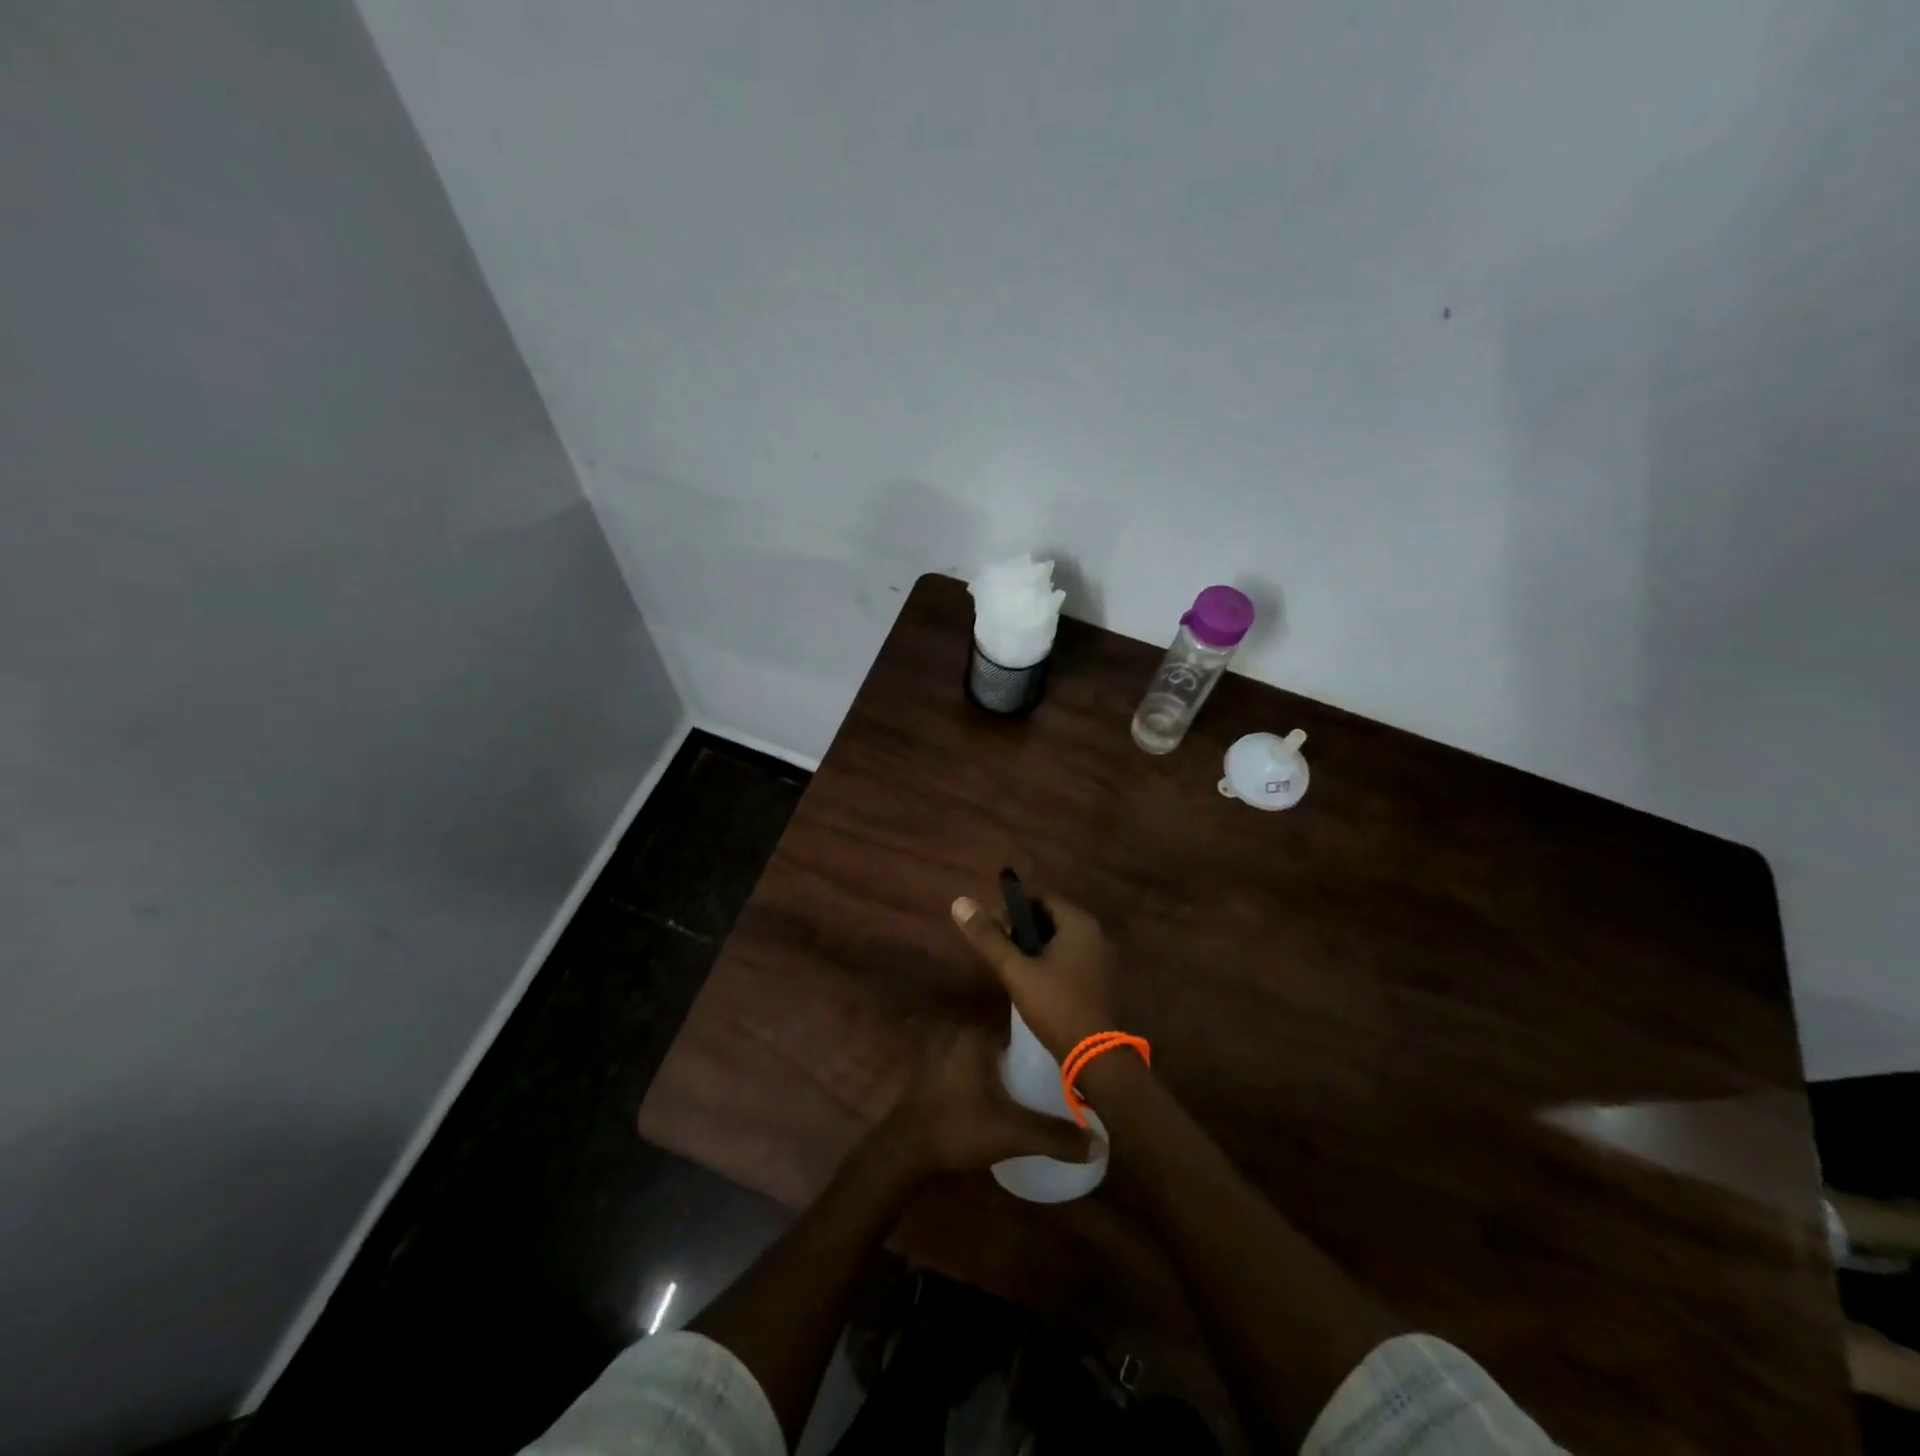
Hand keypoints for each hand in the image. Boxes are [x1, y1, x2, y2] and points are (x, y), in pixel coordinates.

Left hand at [879, 1028, 1095, 1174]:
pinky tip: (1009, 1096)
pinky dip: (993, 1075)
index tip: (1072, 1055)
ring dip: (1012, 1067)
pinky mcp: (937, 1068)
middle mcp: (961, 1032)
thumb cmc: (957, 1130)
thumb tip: (1100, 1144)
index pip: (1023, 1024)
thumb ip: (1055, 1136)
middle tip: (1062, 1075)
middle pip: (1008, 1039)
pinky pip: (976, 1064)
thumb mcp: (1012, 1134)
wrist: (903, 1153)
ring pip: (991, 1053)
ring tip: (1042, 1086)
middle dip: (1032, 1055)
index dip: (1048, 1038)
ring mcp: (945, 1049)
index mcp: (978, 1034)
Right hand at [950, 890, 1118, 1061]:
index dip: (1014, 908)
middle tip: (1000, 947)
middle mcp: (1097, 934)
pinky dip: (1054, 961)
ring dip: (1038, 946)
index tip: (993, 927)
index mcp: (1079, 923)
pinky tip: (1037, 981)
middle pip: (1053, 918)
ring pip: (1063, 940)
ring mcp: (1103, 958)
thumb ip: (989, 938)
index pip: (1042, 898)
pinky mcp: (1103, 980)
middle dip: (1024, 928)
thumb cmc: (1055, 1005)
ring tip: (1013, 965)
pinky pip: (1074, 957)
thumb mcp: (1016, 971)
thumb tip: (960, 903)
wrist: (1095, 1055)